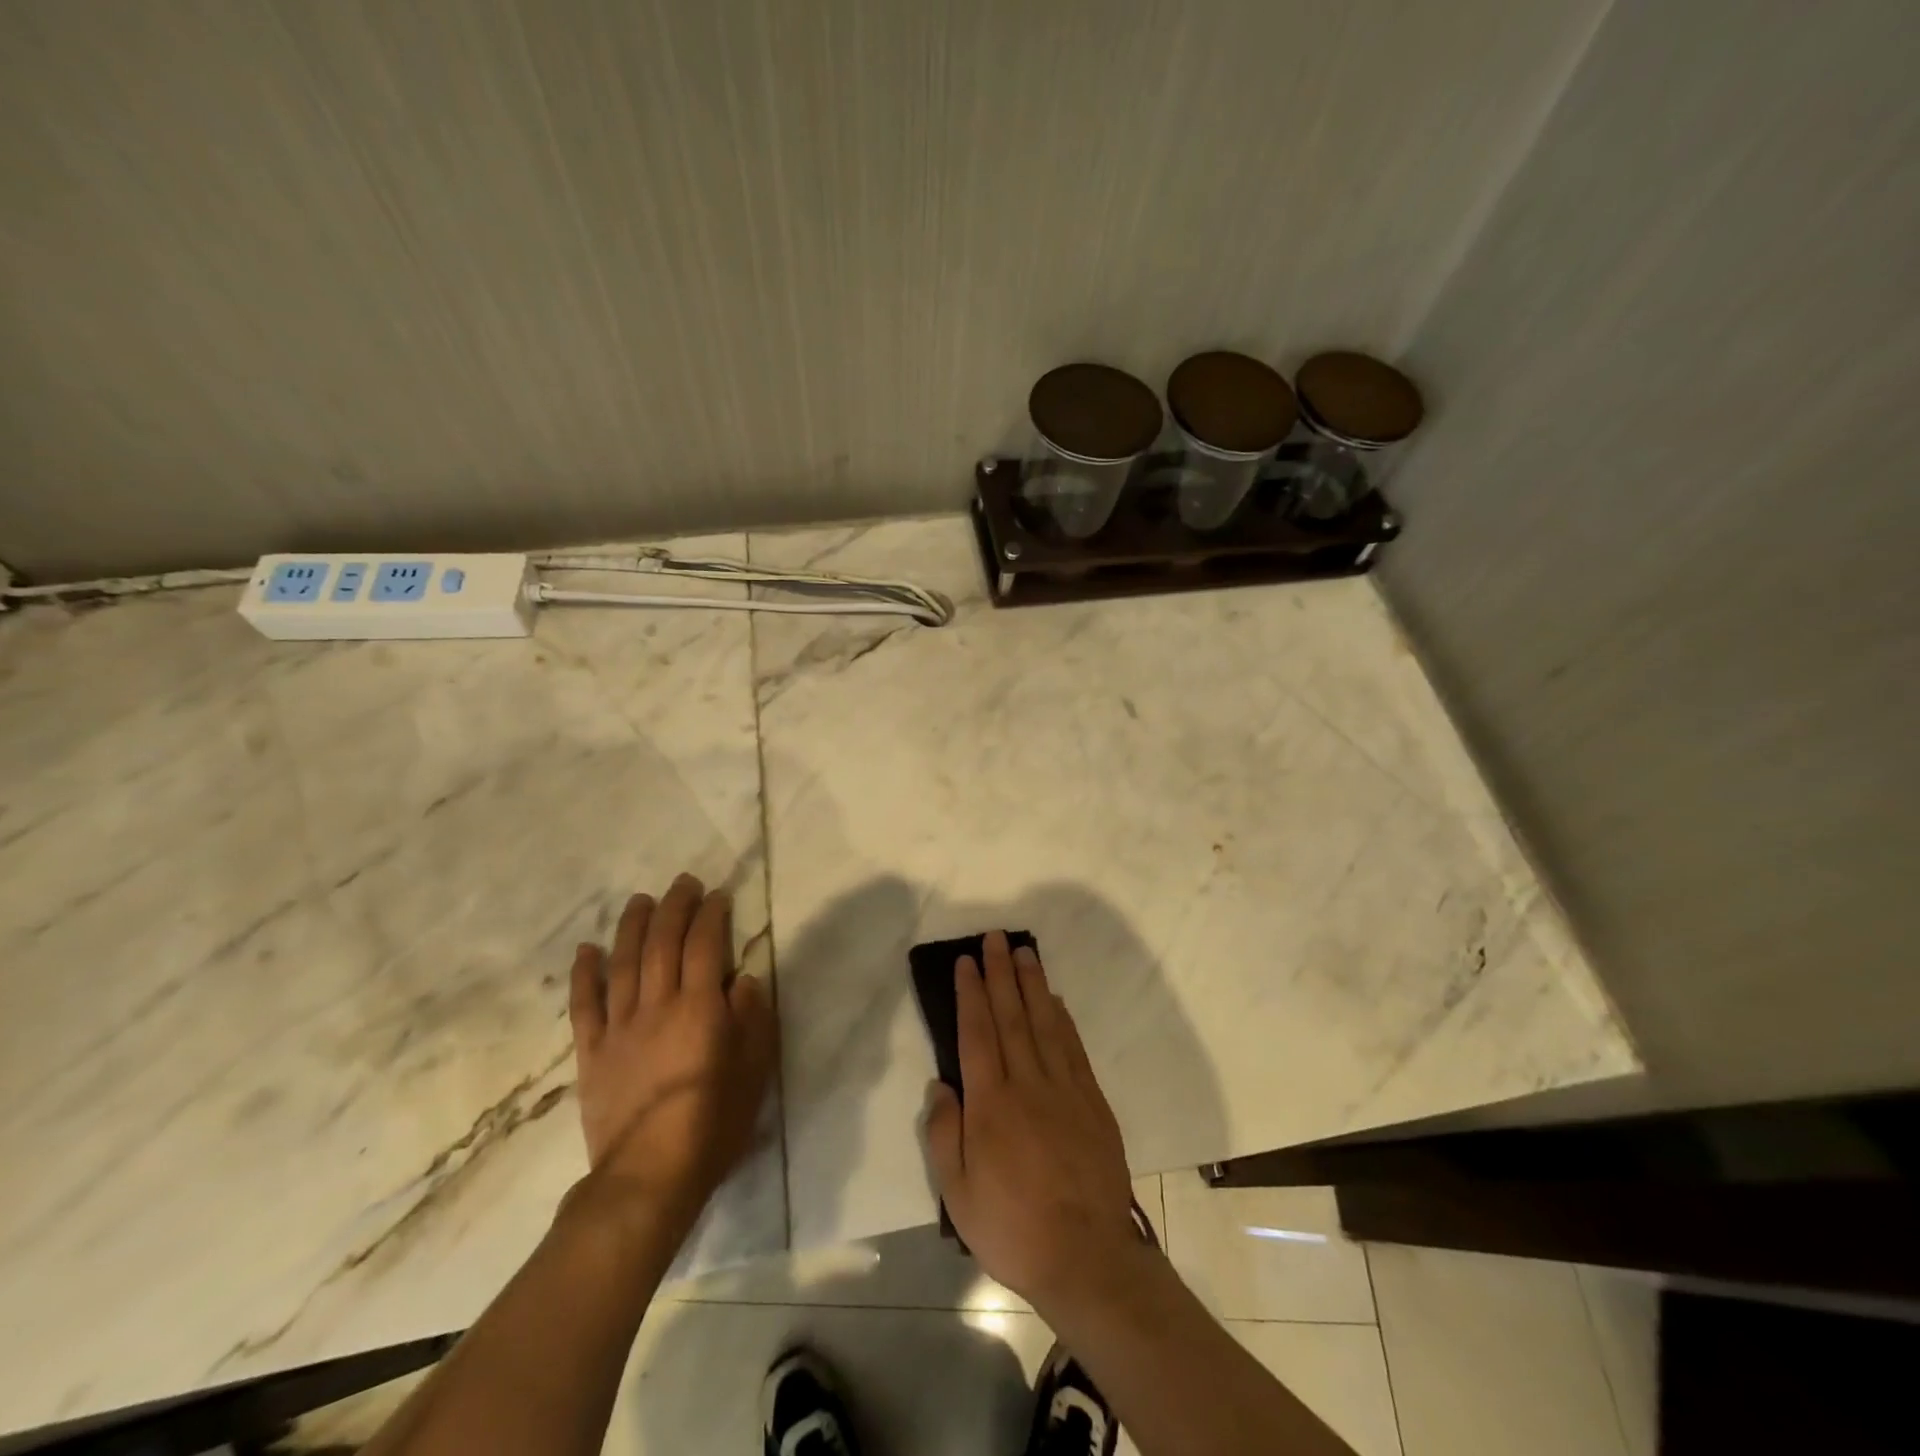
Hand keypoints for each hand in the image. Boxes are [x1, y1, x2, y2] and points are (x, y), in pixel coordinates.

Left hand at [567, 874, 777, 1233]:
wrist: (648, 1177)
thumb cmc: (712, 1124)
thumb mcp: (754, 1070)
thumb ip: (752, 1018)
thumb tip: (744, 979)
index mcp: (699, 1008)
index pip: (705, 946)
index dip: (711, 915)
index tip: (718, 895)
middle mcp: (658, 1006)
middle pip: (662, 944)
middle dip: (674, 908)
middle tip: (683, 883)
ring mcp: (620, 1028)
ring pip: (624, 964)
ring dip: (632, 927)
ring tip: (640, 899)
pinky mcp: (593, 1053)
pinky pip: (585, 1006)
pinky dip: (585, 974)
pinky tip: (586, 949)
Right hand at [924, 931, 1141, 1316]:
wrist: (1087, 1257)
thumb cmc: (1013, 1227)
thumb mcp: (958, 1194)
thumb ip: (945, 1134)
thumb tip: (942, 1085)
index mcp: (991, 1103)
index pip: (977, 1034)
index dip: (970, 994)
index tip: (966, 962)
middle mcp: (1028, 1083)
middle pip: (1011, 1016)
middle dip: (1000, 974)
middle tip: (995, 938)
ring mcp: (1065, 1089)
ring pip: (1045, 1023)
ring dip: (1032, 984)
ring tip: (1024, 953)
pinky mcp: (1092, 1102)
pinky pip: (1074, 1048)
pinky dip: (1063, 1019)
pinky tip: (1056, 1000)